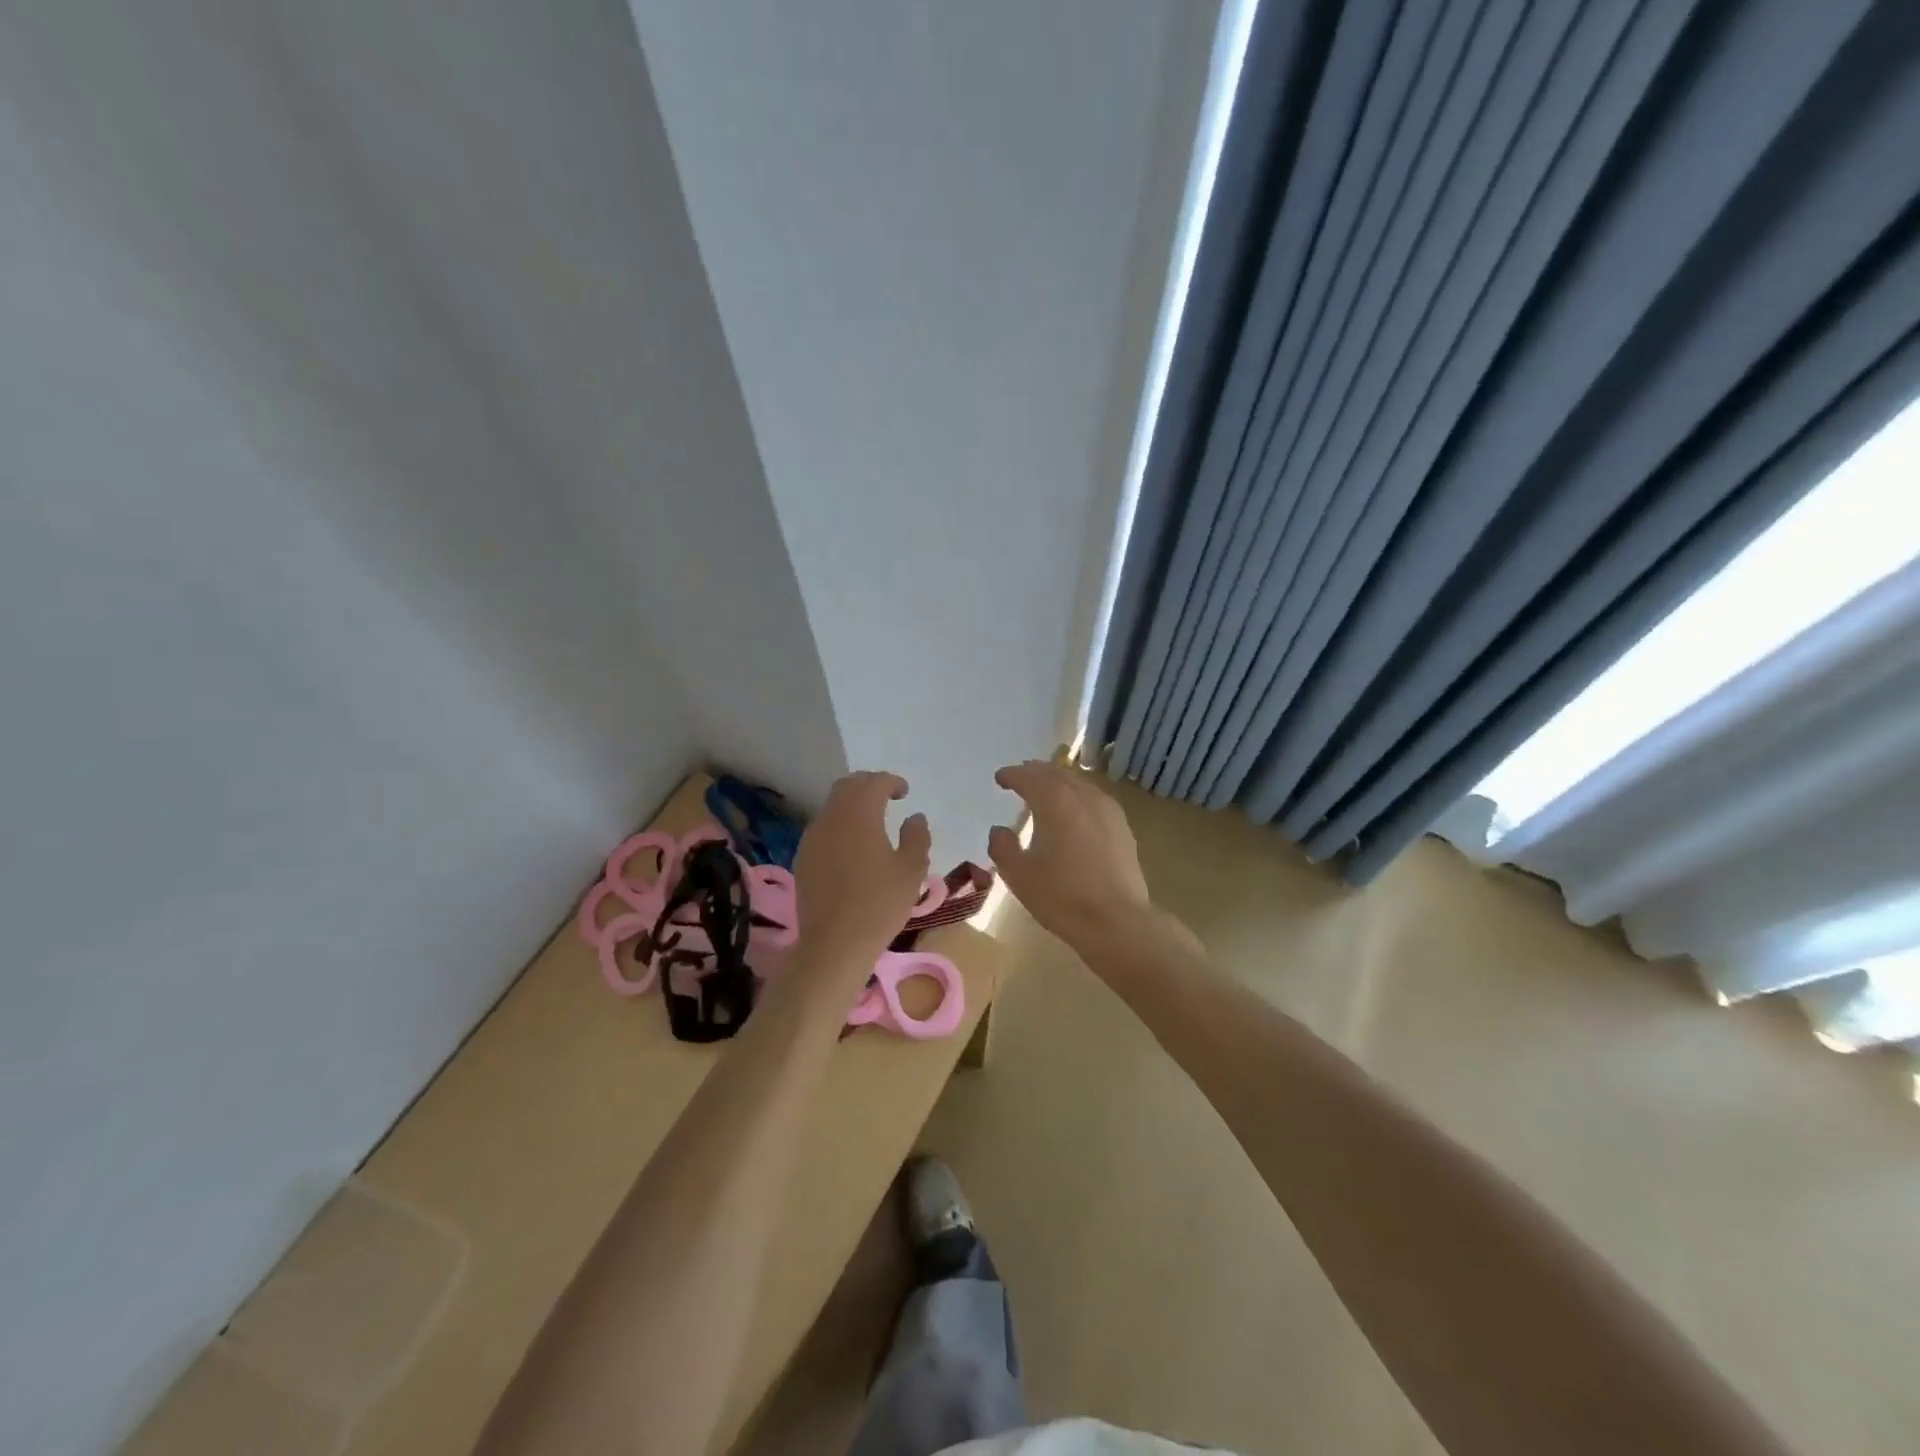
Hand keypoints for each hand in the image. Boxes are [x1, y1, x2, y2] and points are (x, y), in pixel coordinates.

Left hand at [793, 771, 932, 965]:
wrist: (834, 944)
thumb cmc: (880, 904)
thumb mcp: (911, 870)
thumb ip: (916, 836)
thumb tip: (914, 818)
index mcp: (860, 814)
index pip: (874, 782)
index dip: (891, 782)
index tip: (905, 792)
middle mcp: (831, 817)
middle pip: (847, 787)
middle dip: (868, 785)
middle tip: (887, 797)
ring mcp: (812, 837)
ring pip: (832, 807)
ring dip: (852, 805)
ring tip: (871, 822)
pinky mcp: (803, 857)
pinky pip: (823, 828)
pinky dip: (839, 825)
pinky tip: (852, 847)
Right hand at [988, 761, 1153, 953]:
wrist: (1116, 921)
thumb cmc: (1062, 897)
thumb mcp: (1019, 875)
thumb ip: (1003, 847)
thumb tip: (999, 830)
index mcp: (1055, 802)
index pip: (1029, 778)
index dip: (1012, 775)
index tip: (1000, 778)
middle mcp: (1083, 796)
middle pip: (1056, 774)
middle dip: (1035, 772)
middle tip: (1021, 776)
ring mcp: (1107, 809)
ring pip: (1078, 783)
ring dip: (1058, 782)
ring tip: (1045, 790)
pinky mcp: (1122, 826)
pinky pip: (1094, 798)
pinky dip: (1077, 796)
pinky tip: (1075, 810)